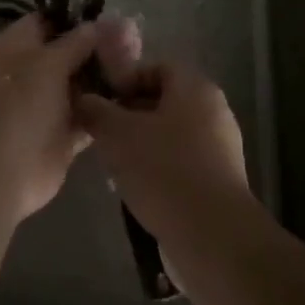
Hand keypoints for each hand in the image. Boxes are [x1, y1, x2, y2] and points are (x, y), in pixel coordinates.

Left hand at [0, 12, 138, 221]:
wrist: (0, 171)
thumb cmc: (18, 103)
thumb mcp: (49, 62)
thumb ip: (76, 42)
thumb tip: (96, 24)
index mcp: (11, 48)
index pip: (45, 23)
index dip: (75, 19)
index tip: (108, 18)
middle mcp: (26, 75)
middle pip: (66, 55)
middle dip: (96, 50)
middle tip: (134, 43)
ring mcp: (42, 107)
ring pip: (78, 86)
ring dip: (104, 79)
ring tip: (138, 67)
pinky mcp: (58, 137)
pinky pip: (86, 117)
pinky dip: (104, 110)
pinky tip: (131, 100)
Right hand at [75, 58, 249, 245]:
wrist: (212, 236)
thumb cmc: (164, 170)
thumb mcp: (117, 135)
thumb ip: (96, 111)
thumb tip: (83, 99)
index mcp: (195, 88)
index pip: (156, 68)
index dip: (124, 80)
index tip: (100, 101)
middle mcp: (213, 111)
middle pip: (163, 102)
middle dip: (129, 116)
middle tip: (101, 134)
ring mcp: (220, 148)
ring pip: (170, 135)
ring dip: (140, 145)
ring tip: (113, 166)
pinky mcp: (219, 181)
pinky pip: (181, 163)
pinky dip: (158, 170)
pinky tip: (136, 190)